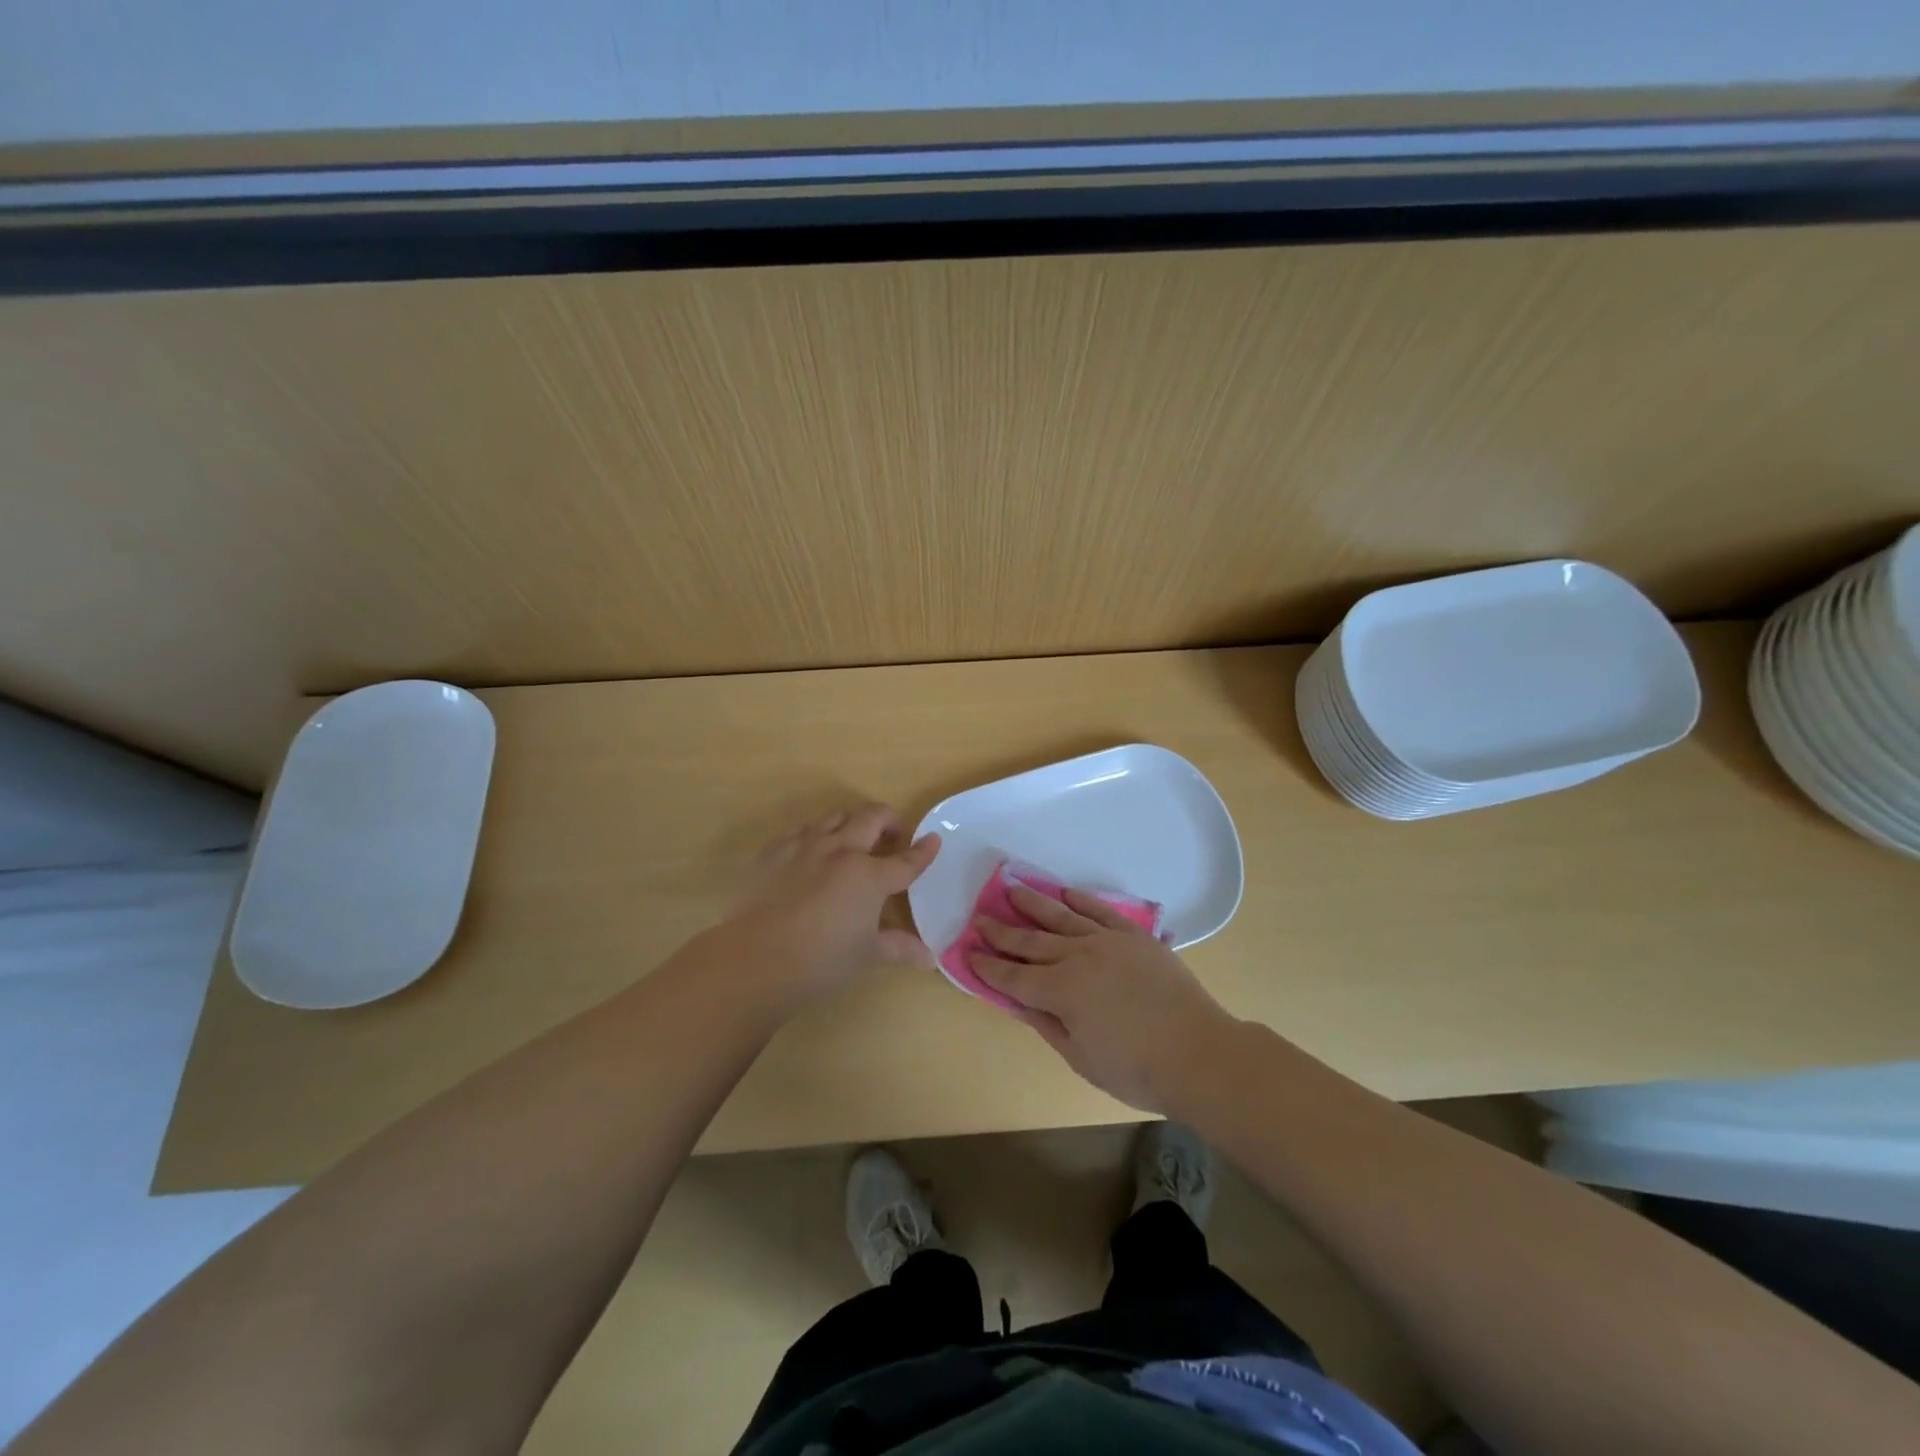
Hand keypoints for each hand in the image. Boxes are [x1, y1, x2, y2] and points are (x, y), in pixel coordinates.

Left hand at [722, 804, 939, 1010]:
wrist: (756, 959)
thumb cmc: (821, 960)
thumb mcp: (866, 955)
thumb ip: (898, 947)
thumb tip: (928, 958)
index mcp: (869, 876)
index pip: (906, 860)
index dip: (923, 850)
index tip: (933, 840)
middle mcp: (841, 850)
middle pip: (872, 817)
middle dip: (889, 821)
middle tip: (893, 836)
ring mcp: (805, 845)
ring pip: (836, 816)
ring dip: (852, 822)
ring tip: (853, 840)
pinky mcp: (775, 850)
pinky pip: (802, 830)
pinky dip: (816, 835)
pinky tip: (812, 853)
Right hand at [968, 884, 1239, 1113]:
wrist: (1199, 1053)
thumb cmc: (1136, 1069)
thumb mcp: (1080, 1058)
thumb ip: (1045, 1023)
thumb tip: (1015, 1001)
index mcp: (1060, 992)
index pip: (1013, 977)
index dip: (988, 967)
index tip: (967, 952)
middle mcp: (1077, 957)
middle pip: (1031, 942)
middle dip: (1002, 931)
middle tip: (980, 918)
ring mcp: (1107, 941)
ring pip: (1061, 917)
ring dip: (1033, 904)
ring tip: (1011, 888)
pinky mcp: (1134, 935)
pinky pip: (1100, 910)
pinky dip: (1080, 899)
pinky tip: (1064, 892)